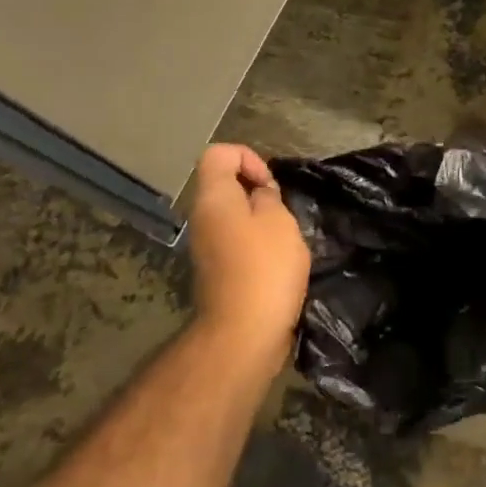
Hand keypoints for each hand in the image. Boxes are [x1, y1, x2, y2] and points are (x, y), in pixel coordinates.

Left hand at [188, 145, 310, 352]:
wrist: (244, 333)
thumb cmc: (265, 268)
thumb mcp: (278, 220)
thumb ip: (268, 197)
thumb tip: (259, 196)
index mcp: (213, 197)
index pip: (219, 153)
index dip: (249, 157)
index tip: (270, 185)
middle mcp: (201, 217)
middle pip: (224, 184)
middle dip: (257, 190)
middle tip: (282, 211)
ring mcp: (205, 246)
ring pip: (232, 214)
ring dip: (260, 220)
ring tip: (284, 239)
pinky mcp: (216, 271)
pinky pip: (235, 241)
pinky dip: (256, 244)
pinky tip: (276, 263)